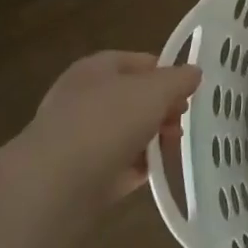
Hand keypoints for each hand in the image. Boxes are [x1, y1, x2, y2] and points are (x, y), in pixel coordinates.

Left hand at [15, 51, 201, 201]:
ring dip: (152, 140)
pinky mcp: (79, 174)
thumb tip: (194, 73)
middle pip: (134, 98)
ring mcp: (79, 138)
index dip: (167, 73)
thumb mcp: (155, 91)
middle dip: (162, 109)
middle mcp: (84, 98)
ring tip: (172, 148)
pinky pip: (117, 165)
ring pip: (127, 132)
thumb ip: (179, 79)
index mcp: (96, 69)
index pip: (140, 61)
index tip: (189, 91)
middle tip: (181, 122)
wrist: (54, 185)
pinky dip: (135, 168)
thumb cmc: (107, 122)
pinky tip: (152, 173)